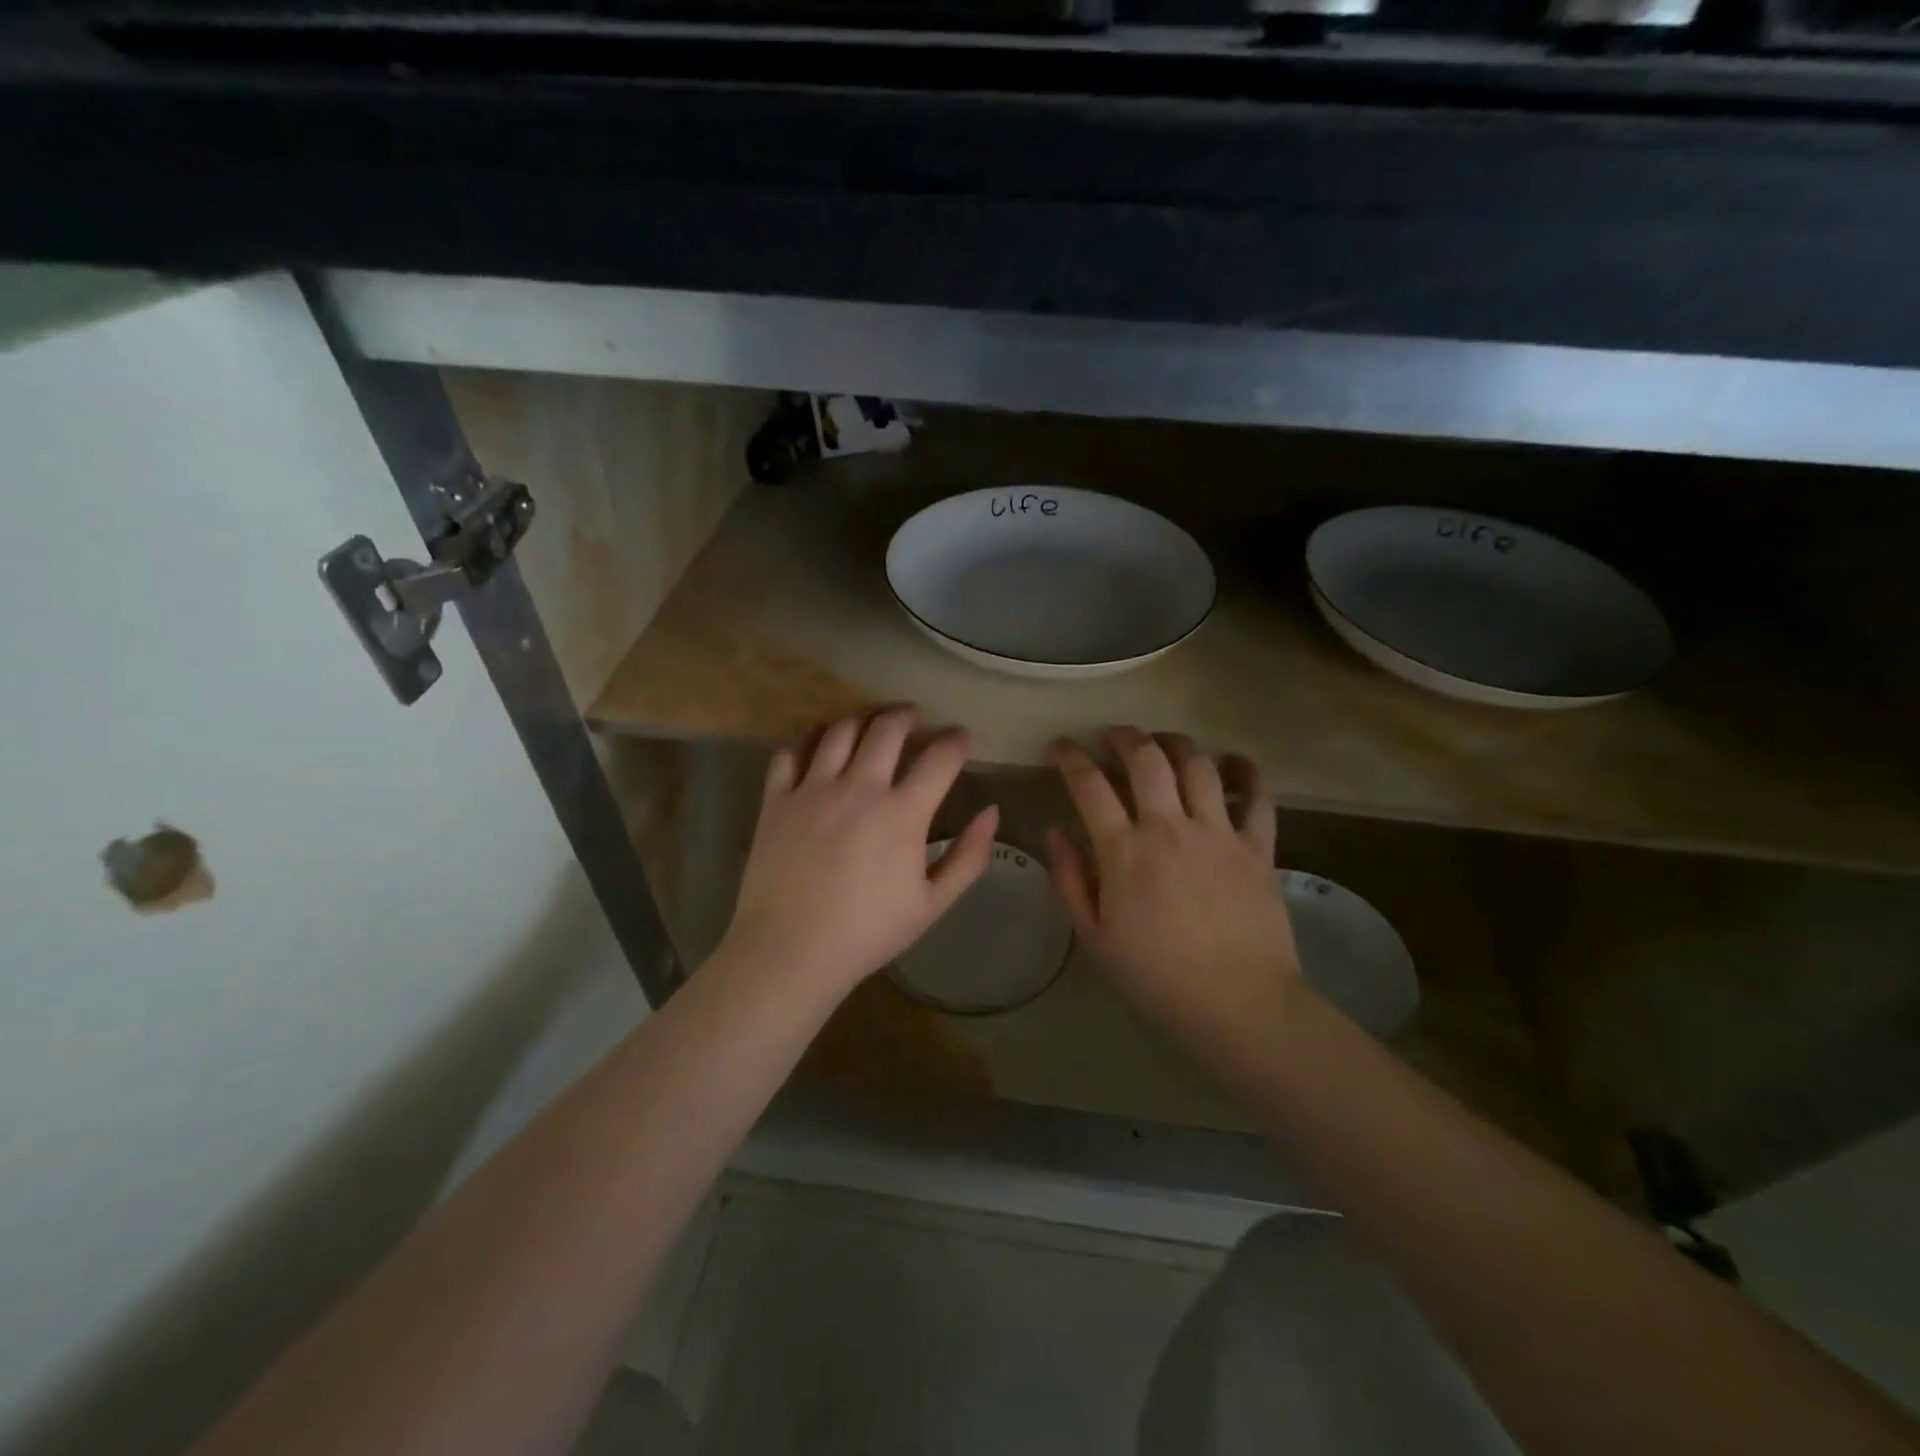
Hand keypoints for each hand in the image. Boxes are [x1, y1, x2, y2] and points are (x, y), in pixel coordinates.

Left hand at [719, 706, 997, 998]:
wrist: (791, 951)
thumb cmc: (868, 932)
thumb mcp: (932, 903)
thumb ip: (969, 857)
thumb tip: (991, 813)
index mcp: (902, 813)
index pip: (940, 757)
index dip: (956, 741)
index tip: (961, 738)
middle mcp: (858, 788)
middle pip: (887, 728)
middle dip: (906, 716)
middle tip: (913, 718)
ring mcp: (812, 790)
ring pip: (839, 730)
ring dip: (861, 719)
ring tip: (869, 725)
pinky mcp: (777, 800)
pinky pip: (790, 753)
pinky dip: (807, 742)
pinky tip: (817, 749)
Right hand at [1045, 728, 1301, 1067]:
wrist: (1240, 1005)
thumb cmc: (1157, 977)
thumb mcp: (1094, 936)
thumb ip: (1069, 878)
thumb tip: (1054, 830)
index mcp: (1124, 851)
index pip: (1089, 784)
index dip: (1069, 756)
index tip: (1059, 746)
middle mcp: (1169, 827)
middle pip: (1146, 757)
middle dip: (1123, 735)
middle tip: (1112, 736)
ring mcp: (1219, 832)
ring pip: (1198, 763)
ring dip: (1175, 742)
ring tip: (1162, 743)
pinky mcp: (1258, 845)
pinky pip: (1257, 794)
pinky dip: (1244, 770)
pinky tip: (1230, 762)